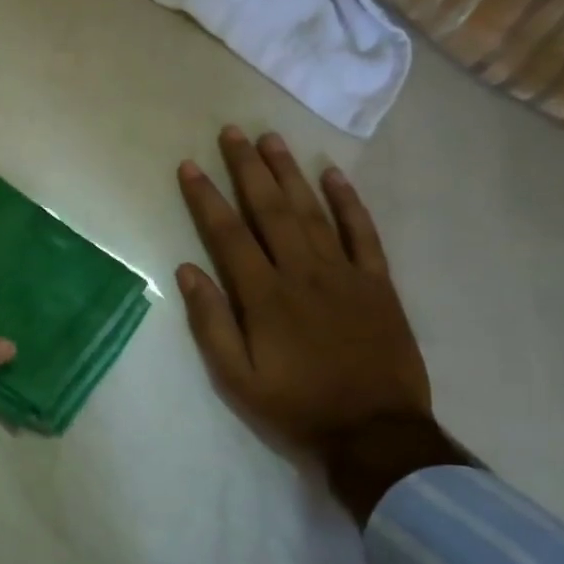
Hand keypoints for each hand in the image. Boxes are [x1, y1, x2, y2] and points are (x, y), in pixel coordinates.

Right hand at [175, 127, 463, 521]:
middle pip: (270, 209)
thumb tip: (186, 270)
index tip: (190, 166)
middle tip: (232, 132)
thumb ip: (211, 323)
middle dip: (248, 168)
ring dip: (290, 173)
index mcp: (264, 296)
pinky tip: (333, 174)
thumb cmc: (296, 406)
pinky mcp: (377, 283)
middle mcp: (302, 273)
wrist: (375, 432)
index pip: (228, 235)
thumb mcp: (236, 379)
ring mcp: (344, 274)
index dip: (206, 198)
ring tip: (272, 139)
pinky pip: (363, 233)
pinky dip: (348, 202)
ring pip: (312, 211)